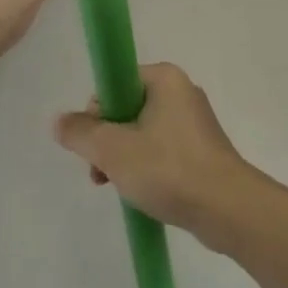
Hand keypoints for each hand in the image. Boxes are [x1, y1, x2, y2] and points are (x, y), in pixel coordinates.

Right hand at [53, 63, 257, 246]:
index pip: (115, 84)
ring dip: (123, 158)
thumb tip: (59, 121)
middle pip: (126, 109)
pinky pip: (162, 150)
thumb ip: (80, 133)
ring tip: (117, 188)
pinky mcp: (202, 150)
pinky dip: (147, 168)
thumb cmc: (169, 169)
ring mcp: (194, 122)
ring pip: (143, 133)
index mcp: (164, 78)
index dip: (97, 113)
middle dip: (107, 141)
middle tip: (100, 173)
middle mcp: (181, 92)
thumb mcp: (113, 150)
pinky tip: (141, 193)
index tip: (94, 145)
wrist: (228, 209)